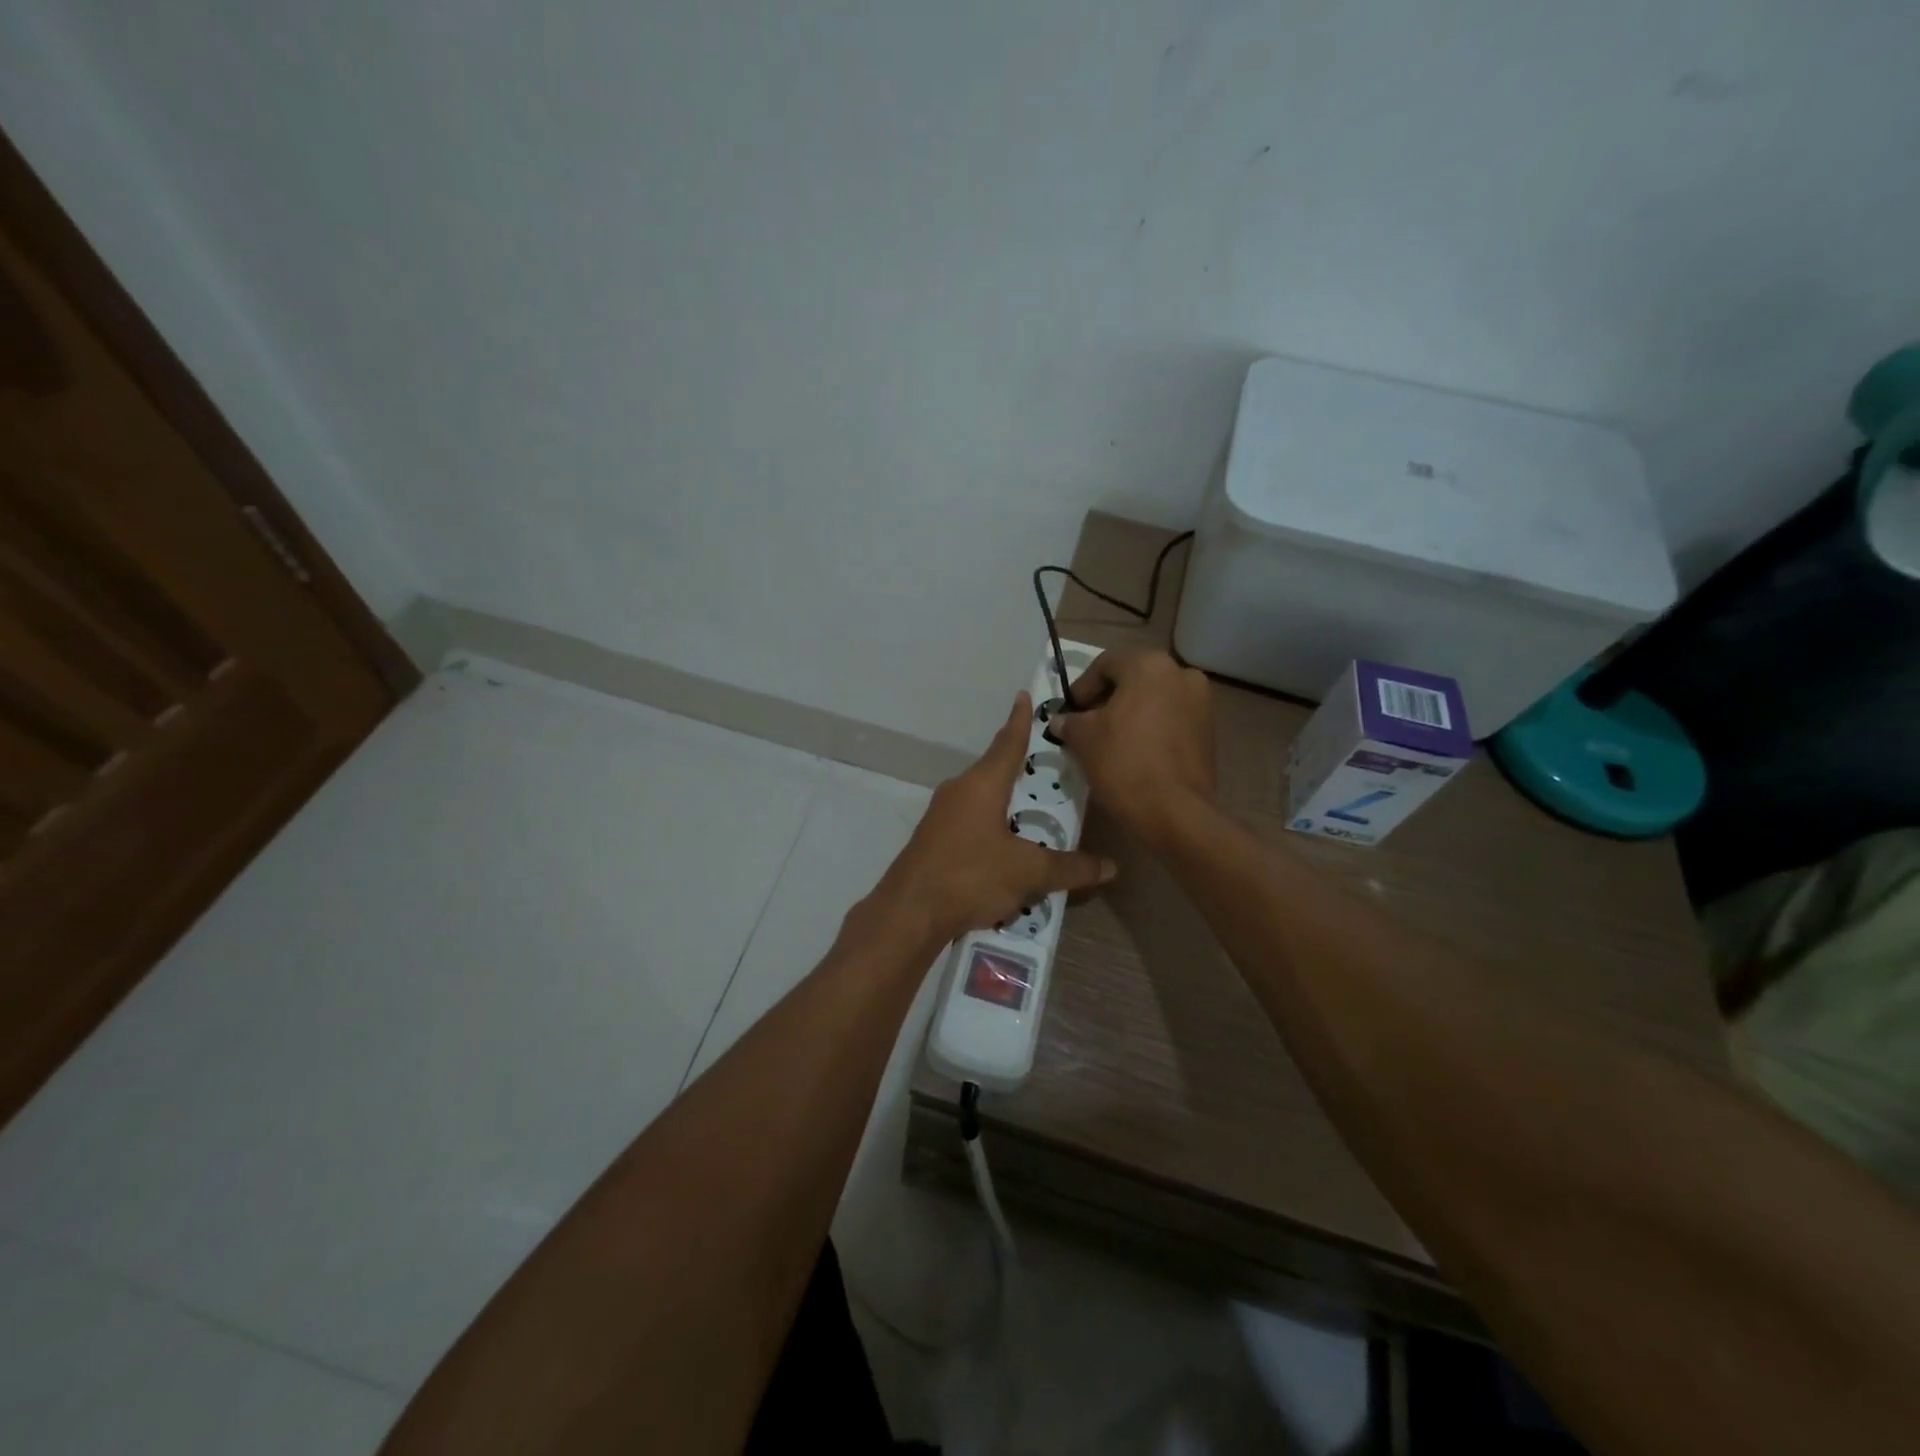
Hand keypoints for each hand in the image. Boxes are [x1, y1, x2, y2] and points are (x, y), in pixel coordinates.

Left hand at [873, 692, 1116, 944]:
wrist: (909, 913)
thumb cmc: (970, 876)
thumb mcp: (1028, 872)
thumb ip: (1070, 868)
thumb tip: (1111, 867)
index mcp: (982, 785)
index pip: (1008, 742)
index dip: (1020, 720)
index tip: (1024, 696)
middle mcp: (959, 791)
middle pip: (995, 770)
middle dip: (1022, 768)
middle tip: (1052, 767)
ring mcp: (941, 815)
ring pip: (982, 798)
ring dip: (1007, 801)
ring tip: (1037, 811)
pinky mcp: (933, 840)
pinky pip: (971, 822)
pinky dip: (992, 825)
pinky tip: (1008, 848)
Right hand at [1052, 649, 1215, 845]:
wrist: (1174, 811)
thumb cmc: (1123, 763)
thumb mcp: (1084, 739)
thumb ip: (1070, 722)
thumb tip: (1061, 721)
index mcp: (1149, 666)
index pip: (1105, 664)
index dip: (1082, 687)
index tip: (1069, 712)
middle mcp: (1181, 674)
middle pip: (1133, 678)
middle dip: (1107, 699)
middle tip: (1086, 724)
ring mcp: (1201, 702)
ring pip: (1154, 698)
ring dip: (1130, 713)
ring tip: (1109, 740)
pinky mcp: (1209, 730)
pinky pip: (1171, 718)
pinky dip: (1151, 727)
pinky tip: (1134, 751)